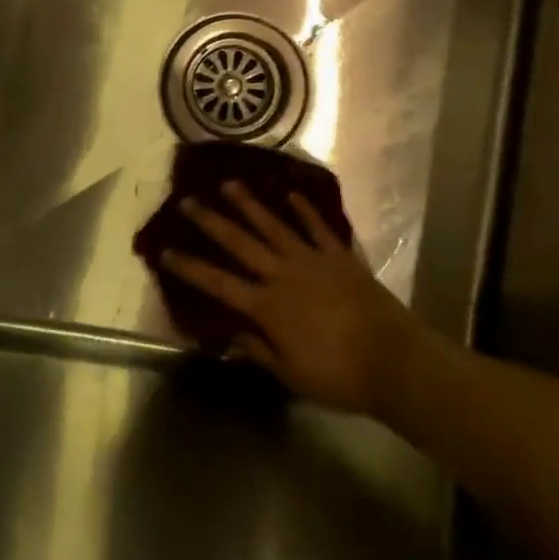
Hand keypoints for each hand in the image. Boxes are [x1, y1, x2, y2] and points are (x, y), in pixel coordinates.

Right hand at [161, 182, 427, 416]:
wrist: (393, 359)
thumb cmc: (338, 375)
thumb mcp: (291, 374)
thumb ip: (259, 350)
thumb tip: (232, 332)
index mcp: (267, 306)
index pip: (218, 283)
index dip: (190, 267)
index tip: (165, 251)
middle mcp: (283, 274)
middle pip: (240, 243)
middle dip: (211, 222)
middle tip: (188, 201)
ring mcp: (312, 259)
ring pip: (273, 226)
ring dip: (249, 205)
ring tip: (229, 184)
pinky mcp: (339, 255)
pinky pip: (317, 227)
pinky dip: (303, 210)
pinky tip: (290, 194)